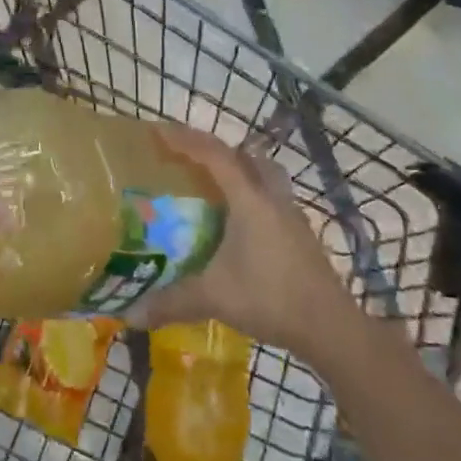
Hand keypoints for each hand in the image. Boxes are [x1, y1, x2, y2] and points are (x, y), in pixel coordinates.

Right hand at [129, 123, 354, 364]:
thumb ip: (172, 302)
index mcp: (248, 199)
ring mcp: (291, 215)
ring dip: (242, 171)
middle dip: (217, 151)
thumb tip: (130, 315)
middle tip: (189, 160)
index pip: (214, 154)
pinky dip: (254, 198)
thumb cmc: (270, 298)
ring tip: (216, 187)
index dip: (185, 140)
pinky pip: (273, 199)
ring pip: (266, 175)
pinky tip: (241, 227)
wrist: (330, 327)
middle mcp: (271, 197)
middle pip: (246, 156)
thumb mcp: (214, 297)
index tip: (159, 133)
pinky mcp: (301, 236)